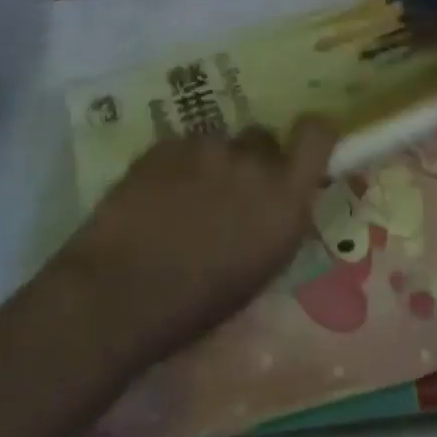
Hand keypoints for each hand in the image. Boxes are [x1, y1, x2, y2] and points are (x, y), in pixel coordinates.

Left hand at [55, 118, 337, 369]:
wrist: (119, 293)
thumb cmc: (197, 304)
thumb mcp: (260, 268)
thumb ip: (277, 219)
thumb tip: (278, 199)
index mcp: (284, 199)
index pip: (316, 134)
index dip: (313, 132)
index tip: (303, 144)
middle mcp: (251, 162)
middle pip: (262, 138)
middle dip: (252, 159)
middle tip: (228, 193)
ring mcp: (205, 147)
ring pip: (217, 144)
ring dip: (209, 165)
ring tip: (182, 204)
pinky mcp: (165, 143)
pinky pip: (181, 148)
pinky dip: (174, 168)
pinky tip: (154, 200)